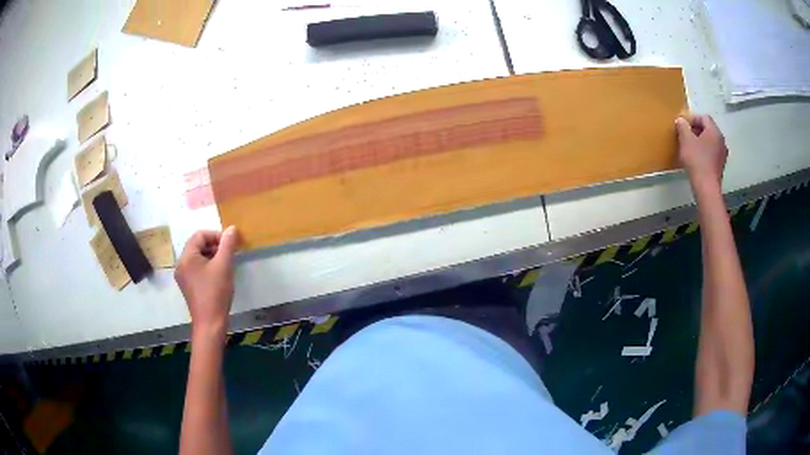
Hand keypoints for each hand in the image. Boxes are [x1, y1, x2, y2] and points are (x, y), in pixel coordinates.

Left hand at [175, 227, 239, 334]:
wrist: (210, 323)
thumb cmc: (216, 293)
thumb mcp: (224, 266)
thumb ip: (227, 244)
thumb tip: (232, 228)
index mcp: (186, 257)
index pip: (199, 235)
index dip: (216, 235)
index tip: (230, 244)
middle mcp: (181, 264)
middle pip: (197, 245)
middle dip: (214, 245)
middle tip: (229, 253)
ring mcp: (183, 276)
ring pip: (197, 257)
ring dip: (212, 256)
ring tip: (226, 264)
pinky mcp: (188, 286)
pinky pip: (197, 268)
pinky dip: (208, 266)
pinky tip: (219, 275)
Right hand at [676, 115, 727, 187]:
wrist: (706, 188)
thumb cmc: (697, 161)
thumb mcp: (685, 140)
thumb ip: (682, 126)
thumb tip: (681, 120)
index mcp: (714, 131)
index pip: (703, 117)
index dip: (692, 118)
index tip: (682, 125)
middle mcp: (721, 140)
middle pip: (708, 129)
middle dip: (696, 130)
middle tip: (685, 135)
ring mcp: (722, 154)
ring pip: (710, 141)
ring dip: (701, 141)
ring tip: (690, 147)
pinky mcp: (720, 166)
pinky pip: (712, 153)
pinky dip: (705, 152)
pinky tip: (697, 159)